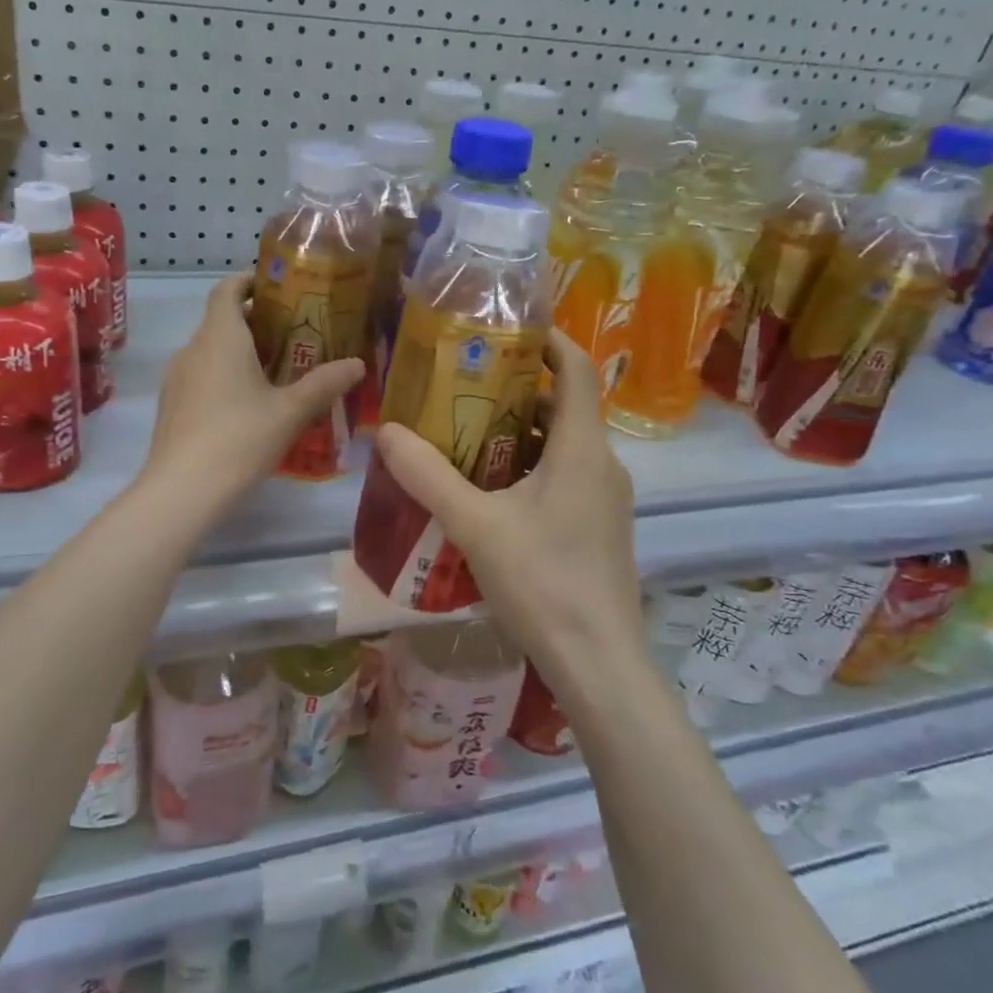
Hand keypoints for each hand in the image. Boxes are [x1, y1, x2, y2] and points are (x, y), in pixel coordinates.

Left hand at [144, 274, 363, 510]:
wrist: (181, 492)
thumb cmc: (239, 440)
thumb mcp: (290, 412)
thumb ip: (324, 384)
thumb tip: (358, 364)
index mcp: (220, 338)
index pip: (227, 290)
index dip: (249, 281)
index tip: (278, 286)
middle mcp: (193, 349)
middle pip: (222, 320)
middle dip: (257, 321)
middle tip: (295, 334)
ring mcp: (177, 379)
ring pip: (211, 350)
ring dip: (241, 351)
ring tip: (277, 370)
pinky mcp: (172, 406)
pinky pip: (202, 376)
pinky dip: (225, 375)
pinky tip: (249, 405)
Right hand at [371, 332, 644, 690]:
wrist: (598, 662)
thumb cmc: (542, 582)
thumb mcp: (476, 525)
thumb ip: (429, 476)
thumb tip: (386, 433)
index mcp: (582, 449)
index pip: (577, 371)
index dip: (550, 341)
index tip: (510, 330)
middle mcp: (603, 464)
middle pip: (565, 406)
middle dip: (518, 390)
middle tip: (465, 387)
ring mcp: (606, 498)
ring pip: (564, 445)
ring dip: (522, 432)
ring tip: (467, 434)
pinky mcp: (601, 527)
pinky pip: (566, 476)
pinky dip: (532, 466)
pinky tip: (491, 490)